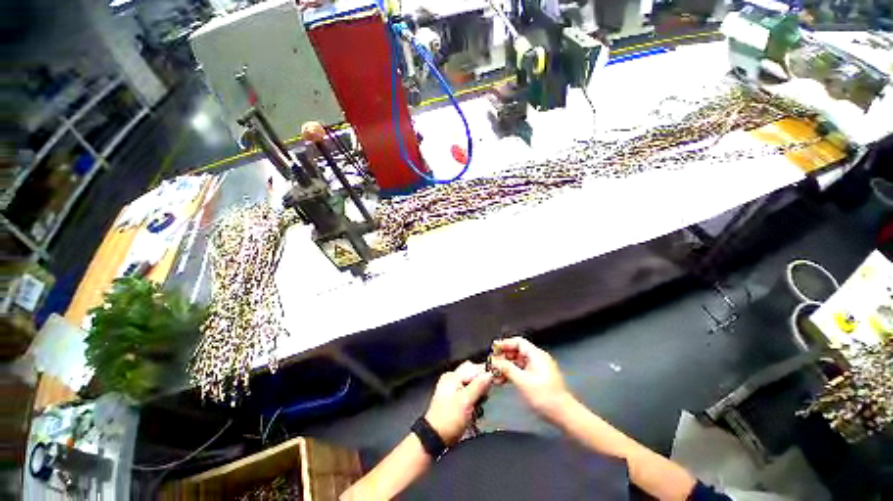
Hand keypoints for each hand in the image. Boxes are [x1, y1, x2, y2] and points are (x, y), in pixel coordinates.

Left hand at [425, 361, 492, 445]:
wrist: (436, 437)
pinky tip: (479, 407)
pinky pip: (472, 394)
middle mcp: (452, 380)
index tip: (501, 379)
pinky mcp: (458, 401)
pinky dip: (478, 399)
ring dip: (482, 393)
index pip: (475, 367)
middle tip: (491, 393)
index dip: (488, 372)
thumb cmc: (449, 419)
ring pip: (475, 385)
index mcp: (452, 377)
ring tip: (483, 402)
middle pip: (475, 375)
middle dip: (485, 383)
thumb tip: (491, 373)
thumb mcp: (465, 401)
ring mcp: (455, 391)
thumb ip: (478, 386)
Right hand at [490, 337, 570, 421]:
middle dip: (503, 357)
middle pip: (518, 352)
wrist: (559, 410)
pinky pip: (521, 371)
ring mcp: (538, 369)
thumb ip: (507, 369)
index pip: (519, 342)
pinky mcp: (537, 379)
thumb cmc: (543, 395)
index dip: (505, 344)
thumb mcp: (523, 381)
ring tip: (494, 375)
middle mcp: (538, 360)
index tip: (492, 351)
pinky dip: (511, 374)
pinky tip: (502, 381)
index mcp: (537, 356)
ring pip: (518, 363)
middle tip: (490, 365)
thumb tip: (494, 361)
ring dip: (506, 367)